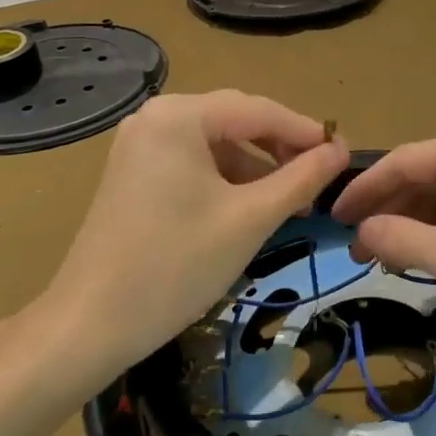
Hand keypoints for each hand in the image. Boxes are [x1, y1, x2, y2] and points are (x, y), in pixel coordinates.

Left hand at [24, 91, 347, 388]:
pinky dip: (227, 181)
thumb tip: (340, 152)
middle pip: (236, 122)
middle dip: (282, 149)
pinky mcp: (135, 174)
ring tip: (293, 201)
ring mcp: (141, 146)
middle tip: (322, 178)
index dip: (306, 132)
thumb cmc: (176, 265)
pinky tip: (252, 208)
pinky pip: (194, 164)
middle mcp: (156, 118)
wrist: (90, 325)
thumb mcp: (250, 219)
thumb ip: (301, 178)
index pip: (259, 110)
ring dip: (257, 168)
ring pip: (216, 145)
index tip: (346, 154)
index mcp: (179, 116)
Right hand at [332, 129, 435, 347]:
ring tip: (386, 254)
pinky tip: (429, 254)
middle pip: (422, 174)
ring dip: (414, 221)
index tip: (332, 220)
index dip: (362, 191)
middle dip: (387, 209)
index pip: (400, 162)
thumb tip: (362, 230)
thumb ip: (404, 239)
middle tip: (357, 247)